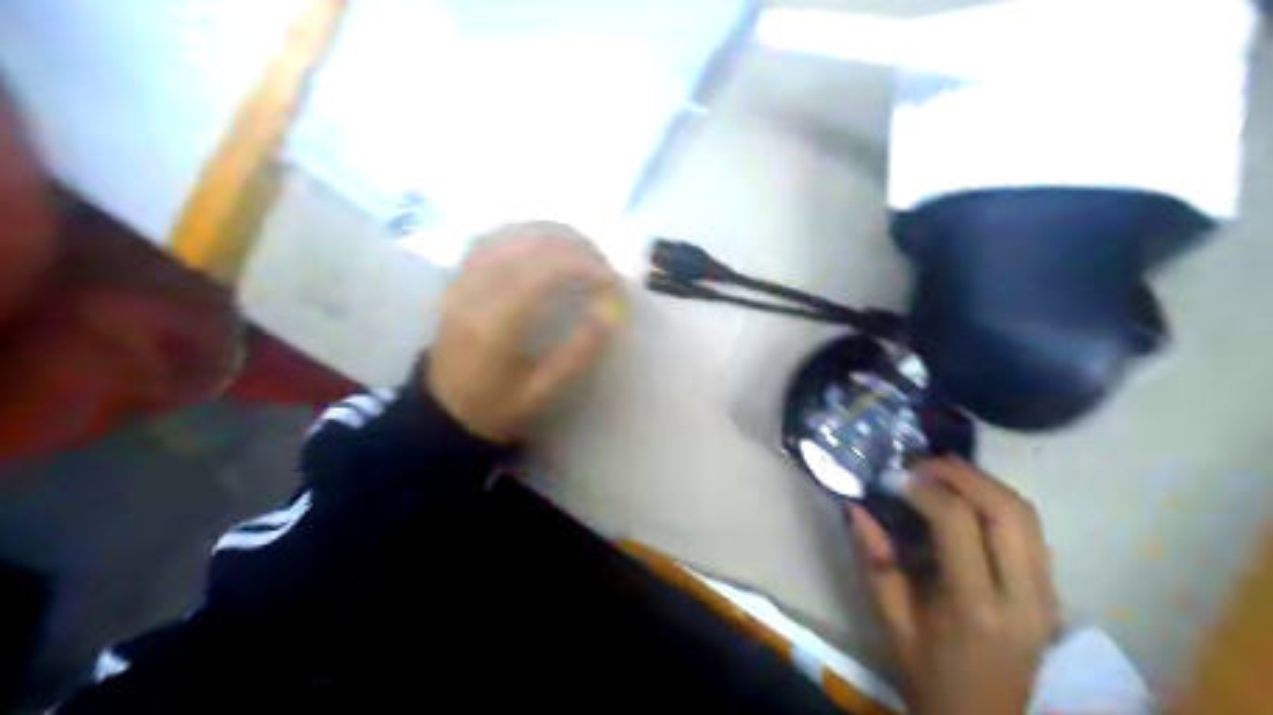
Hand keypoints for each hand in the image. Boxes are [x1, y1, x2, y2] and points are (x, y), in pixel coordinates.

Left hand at [427, 222, 624, 443]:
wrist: (444, 410)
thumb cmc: (498, 406)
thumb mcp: (543, 392)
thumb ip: (577, 353)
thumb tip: (610, 314)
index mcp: (495, 325)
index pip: (543, 273)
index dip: (583, 266)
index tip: (612, 280)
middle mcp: (475, 293)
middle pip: (529, 247)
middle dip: (574, 249)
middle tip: (604, 268)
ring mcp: (463, 281)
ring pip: (511, 237)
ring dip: (553, 238)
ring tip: (583, 256)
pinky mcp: (459, 278)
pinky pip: (493, 241)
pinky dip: (526, 238)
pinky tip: (546, 250)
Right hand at [848, 459, 1060, 714]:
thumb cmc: (929, 677)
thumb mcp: (891, 623)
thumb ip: (875, 562)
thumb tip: (855, 507)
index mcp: (975, 608)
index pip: (959, 523)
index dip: (925, 490)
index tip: (895, 479)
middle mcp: (1023, 597)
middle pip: (1007, 509)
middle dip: (964, 474)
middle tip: (923, 465)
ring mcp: (1046, 595)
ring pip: (1028, 514)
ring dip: (985, 483)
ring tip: (943, 476)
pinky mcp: (1051, 593)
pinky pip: (1032, 531)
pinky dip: (999, 504)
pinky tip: (968, 503)